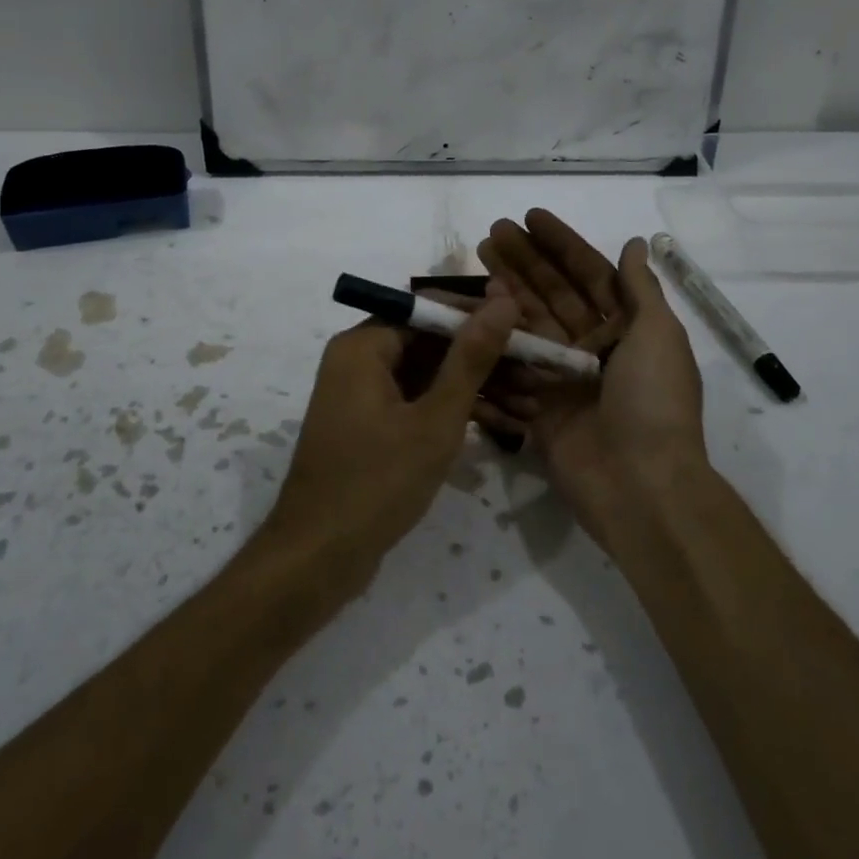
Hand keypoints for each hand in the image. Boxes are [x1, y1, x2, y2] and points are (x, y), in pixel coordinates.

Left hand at [265, 297, 519, 583]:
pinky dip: (457, 413)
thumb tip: (503, 300)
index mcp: (364, 346)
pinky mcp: (373, 426)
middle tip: (540, 373)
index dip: (483, 319)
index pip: (432, 311)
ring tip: (535, 405)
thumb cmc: (377, 482)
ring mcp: (366, 395)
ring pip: (432, 376)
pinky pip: (421, 403)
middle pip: (434, 344)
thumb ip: (471, 358)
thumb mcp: (435, 419)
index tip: (529, 332)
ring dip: (481, 389)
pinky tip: (507, 427)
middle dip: (489, 360)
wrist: (318, 558)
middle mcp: (360, 360)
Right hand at [477, 212, 709, 543]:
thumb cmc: (653, 402)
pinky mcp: (537, 409)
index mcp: (625, 329)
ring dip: (502, 294)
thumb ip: (640, 290)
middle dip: (524, 262)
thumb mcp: (659, 336)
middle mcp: (592, 348)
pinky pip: (510, 370)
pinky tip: (467, 317)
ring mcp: (562, 378)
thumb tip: (634, 244)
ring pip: (526, 326)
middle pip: (551, 295)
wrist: (641, 485)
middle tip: (490, 233)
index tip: (529, 217)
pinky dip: (491, 345)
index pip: (588, 275)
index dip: (560, 245)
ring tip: (474, 263)